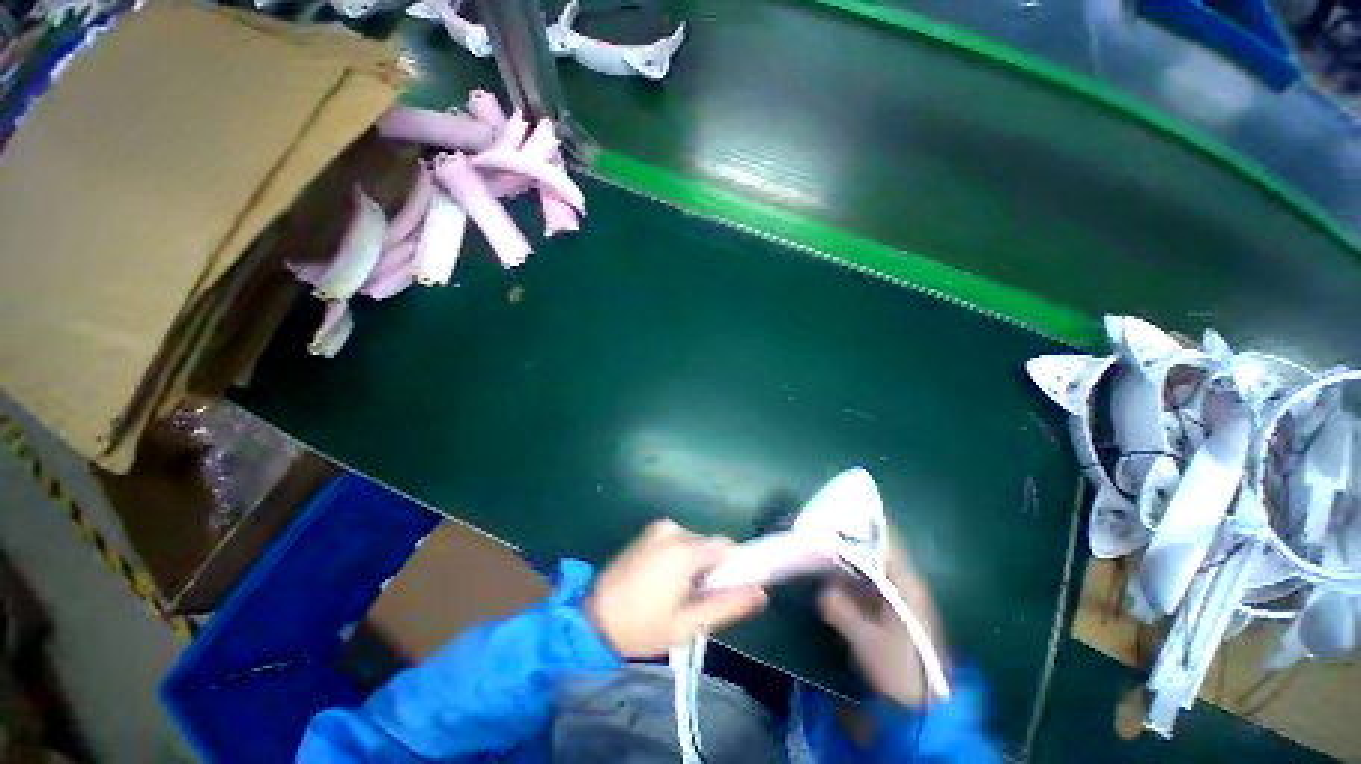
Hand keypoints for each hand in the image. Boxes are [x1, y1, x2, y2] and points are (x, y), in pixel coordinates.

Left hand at [586, 520, 767, 657]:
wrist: (593, 619)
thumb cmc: (642, 626)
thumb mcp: (689, 624)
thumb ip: (728, 605)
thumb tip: (762, 592)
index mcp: (685, 548)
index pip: (727, 547)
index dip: (733, 569)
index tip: (724, 592)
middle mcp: (673, 529)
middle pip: (709, 545)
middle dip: (711, 569)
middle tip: (695, 600)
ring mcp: (658, 528)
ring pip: (694, 543)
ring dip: (694, 564)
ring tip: (676, 594)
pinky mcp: (647, 532)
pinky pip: (677, 541)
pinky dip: (679, 557)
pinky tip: (662, 581)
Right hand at [818, 530, 946, 706]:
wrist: (928, 708)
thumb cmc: (900, 668)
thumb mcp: (864, 639)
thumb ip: (839, 607)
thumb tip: (821, 589)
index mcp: (905, 581)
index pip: (885, 537)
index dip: (861, 521)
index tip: (834, 509)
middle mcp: (906, 582)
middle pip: (876, 548)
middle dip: (848, 538)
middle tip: (819, 530)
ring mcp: (902, 597)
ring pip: (872, 566)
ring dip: (848, 557)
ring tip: (820, 548)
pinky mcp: (896, 611)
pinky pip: (871, 583)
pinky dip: (852, 576)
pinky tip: (832, 578)